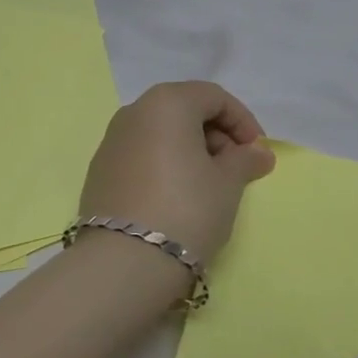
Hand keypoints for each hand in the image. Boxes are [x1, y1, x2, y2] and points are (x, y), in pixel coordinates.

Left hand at [79, 82, 275, 262]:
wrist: (125, 261)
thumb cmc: (187, 209)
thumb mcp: (228, 183)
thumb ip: (245, 160)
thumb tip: (258, 152)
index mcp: (167, 103)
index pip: (214, 97)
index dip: (243, 121)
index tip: (256, 153)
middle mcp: (133, 112)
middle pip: (184, 111)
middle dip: (216, 135)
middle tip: (235, 169)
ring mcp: (110, 142)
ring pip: (161, 134)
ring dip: (190, 151)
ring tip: (208, 186)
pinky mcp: (99, 172)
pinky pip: (141, 156)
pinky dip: (164, 165)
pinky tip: (176, 198)